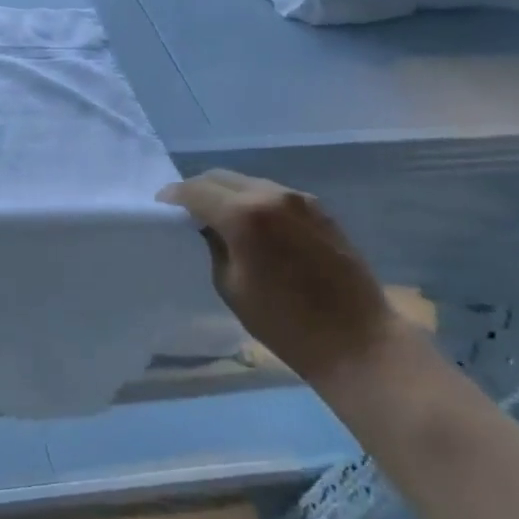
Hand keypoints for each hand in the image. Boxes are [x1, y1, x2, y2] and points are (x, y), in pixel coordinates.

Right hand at [159, 169, 397, 384]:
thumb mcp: (231, 285)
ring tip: (216, 217)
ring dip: (227, 194)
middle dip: (197, 190)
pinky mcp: (320, 210)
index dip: (173, 196)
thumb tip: (207, 226)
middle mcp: (272, 195)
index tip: (161, 207)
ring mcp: (300, 200)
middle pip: (221, 177)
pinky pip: (273, 194)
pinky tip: (251, 225)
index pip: (195, 190)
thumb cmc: (285, 323)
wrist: (358, 341)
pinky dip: (253, 201)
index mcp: (245, 215)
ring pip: (248, 182)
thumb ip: (213, 246)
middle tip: (184, 211)